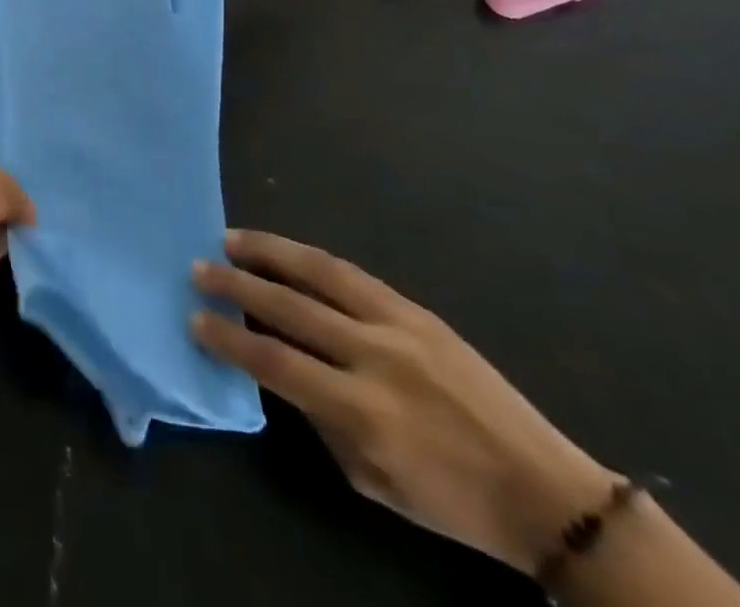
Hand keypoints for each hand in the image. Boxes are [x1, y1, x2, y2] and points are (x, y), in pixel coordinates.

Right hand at [192, 232, 617, 575]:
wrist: (543, 490)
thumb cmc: (450, 501)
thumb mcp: (371, 480)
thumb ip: (319, 419)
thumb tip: (278, 367)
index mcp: (363, 411)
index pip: (275, 361)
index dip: (229, 339)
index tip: (196, 321)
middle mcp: (375, 356)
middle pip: (289, 307)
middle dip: (236, 284)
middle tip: (199, 268)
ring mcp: (399, 325)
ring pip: (320, 273)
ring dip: (269, 252)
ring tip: (231, 238)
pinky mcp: (418, 310)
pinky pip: (353, 275)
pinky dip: (311, 259)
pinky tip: (287, 251)